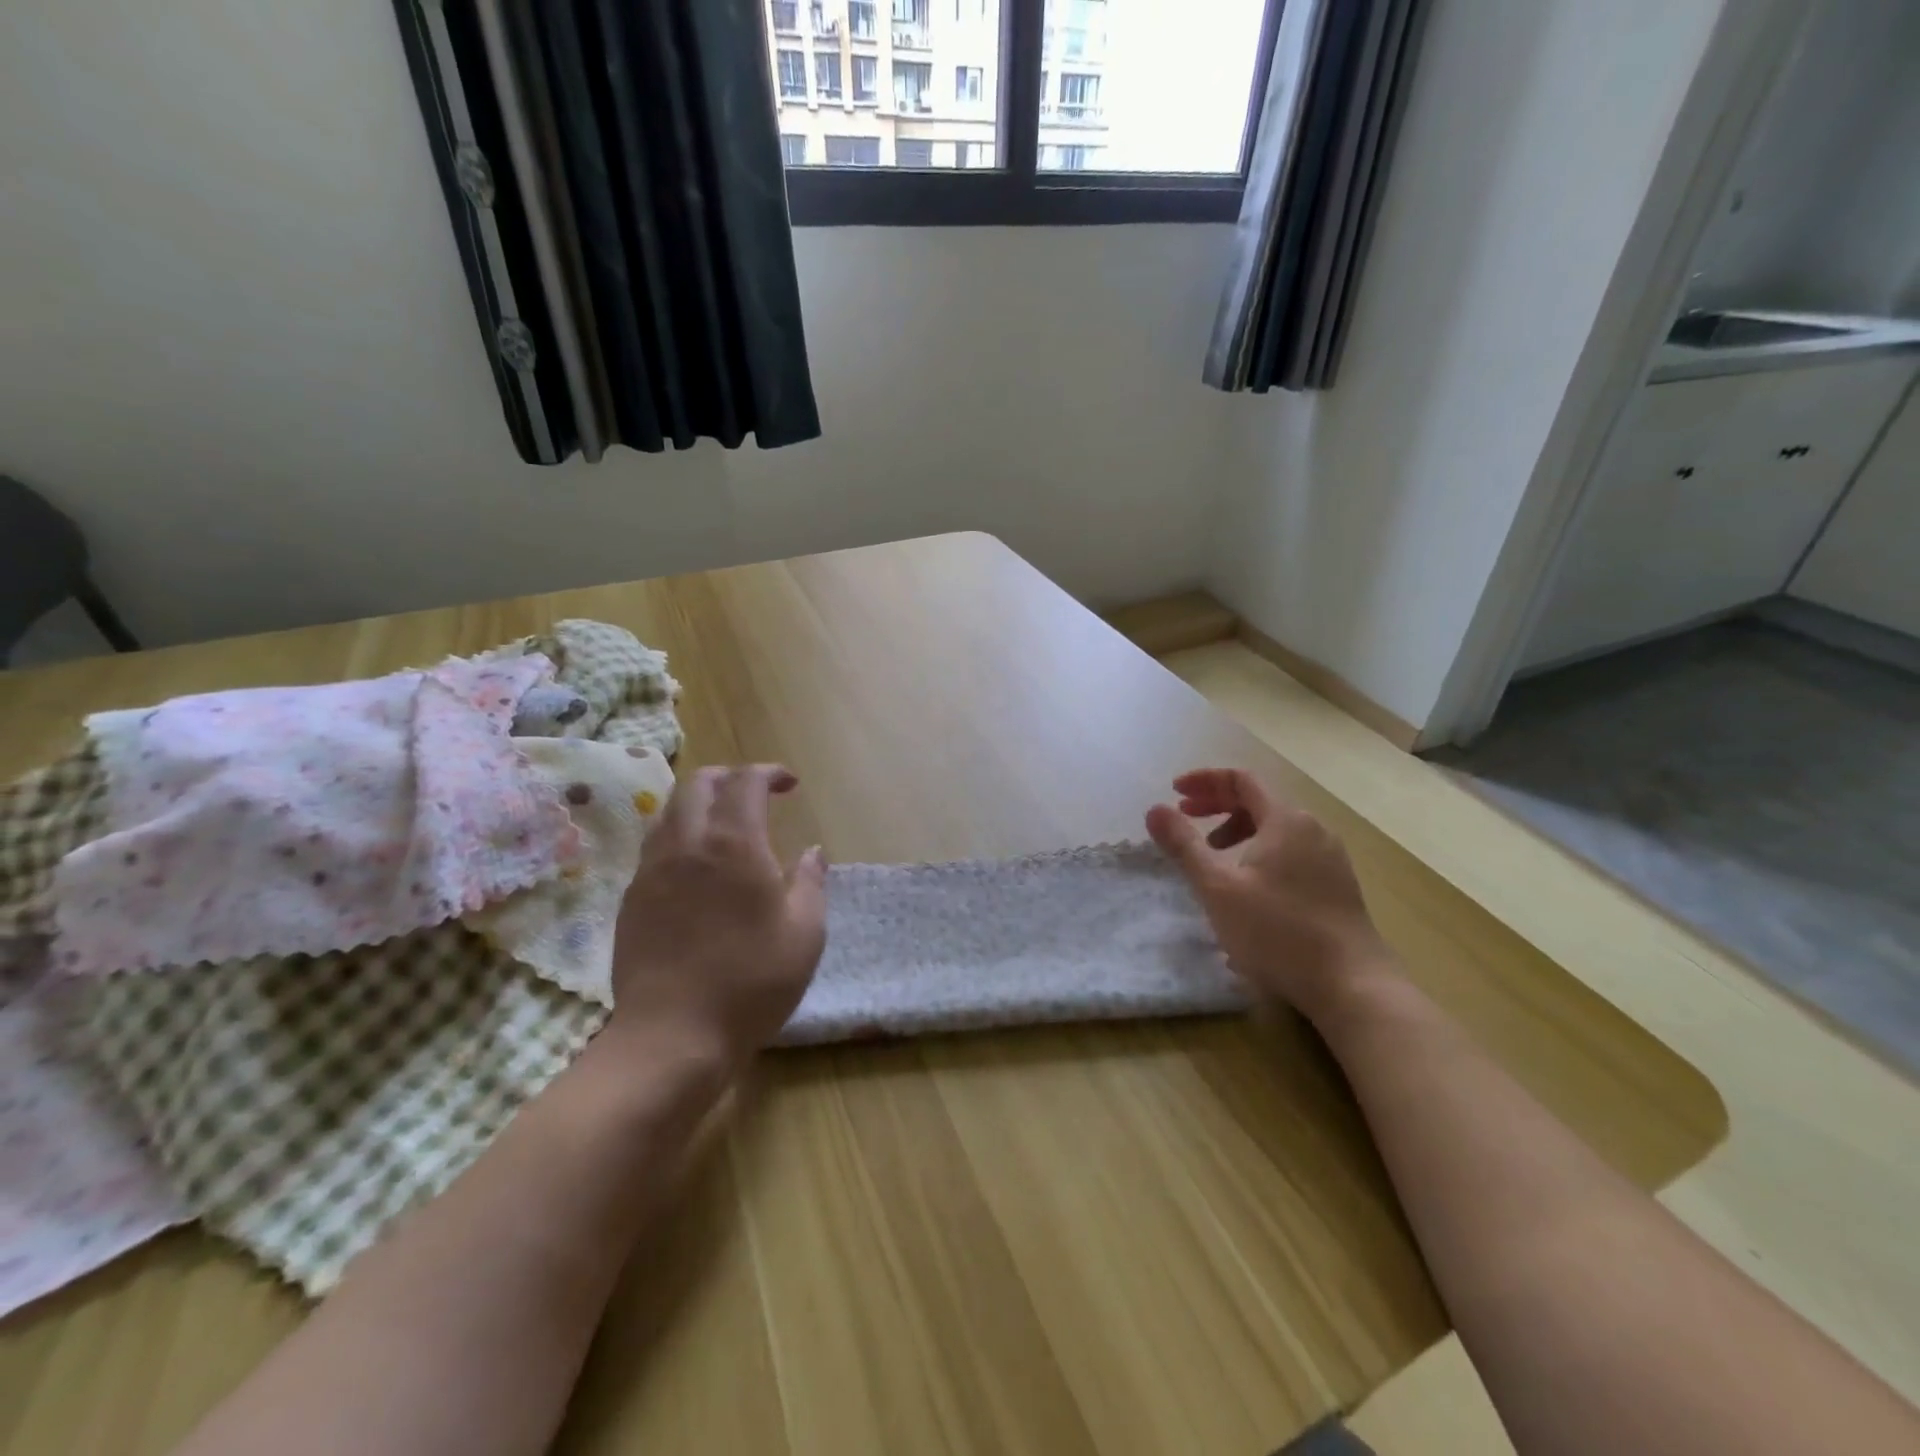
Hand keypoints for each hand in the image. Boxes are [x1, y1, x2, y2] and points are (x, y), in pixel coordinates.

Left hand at [607, 764, 827, 1064]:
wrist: (673, 1035)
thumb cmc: (752, 981)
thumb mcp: (805, 932)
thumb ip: (811, 882)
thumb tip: (812, 852)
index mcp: (733, 844)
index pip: (745, 782)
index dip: (768, 773)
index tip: (790, 784)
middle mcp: (687, 844)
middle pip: (698, 784)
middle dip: (729, 777)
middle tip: (755, 794)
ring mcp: (652, 871)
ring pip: (670, 812)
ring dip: (699, 804)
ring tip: (724, 826)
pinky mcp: (631, 899)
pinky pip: (655, 847)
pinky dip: (680, 837)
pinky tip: (696, 868)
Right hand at [1146, 768, 1396, 1024]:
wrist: (1352, 986)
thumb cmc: (1278, 931)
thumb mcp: (1218, 887)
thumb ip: (1184, 845)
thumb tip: (1154, 809)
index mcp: (1286, 820)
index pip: (1241, 780)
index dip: (1204, 780)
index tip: (1174, 793)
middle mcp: (1313, 829)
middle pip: (1259, 801)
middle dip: (1217, 805)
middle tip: (1185, 818)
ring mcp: (1330, 858)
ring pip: (1276, 829)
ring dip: (1238, 831)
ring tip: (1214, 858)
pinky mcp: (1337, 886)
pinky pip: (1291, 852)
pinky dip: (1260, 853)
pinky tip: (1248, 887)